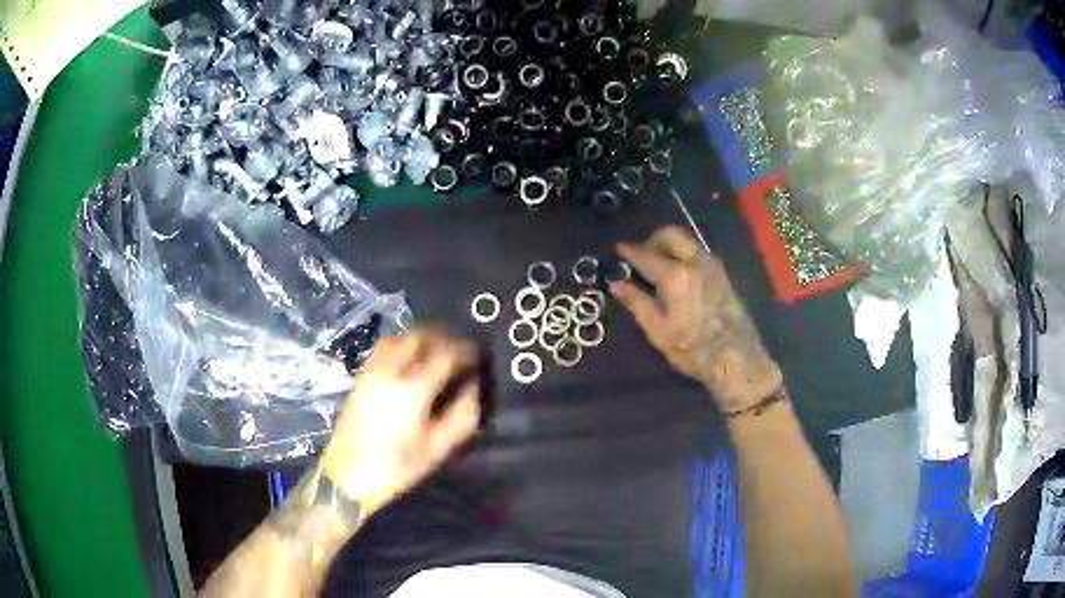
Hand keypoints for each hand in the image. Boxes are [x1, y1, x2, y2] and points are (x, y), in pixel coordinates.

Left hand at [320, 329, 481, 518]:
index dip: (465, 351)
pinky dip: (403, 345)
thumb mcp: (437, 449)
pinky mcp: (360, 377)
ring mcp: (371, 372)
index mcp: (412, 391)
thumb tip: (474, 388)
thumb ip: (462, 415)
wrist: (347, 476)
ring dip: (422, 338)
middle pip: (420, 337)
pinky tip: (411, 360)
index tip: (478, 357)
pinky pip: (384, 348)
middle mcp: (390, 372)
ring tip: (437, 352)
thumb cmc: (396, 468)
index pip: (445, 354)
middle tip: (459, 351)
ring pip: (399, 338)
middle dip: (444, 338)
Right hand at [611, 226, 781, 412]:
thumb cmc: (693, 350)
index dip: (630, 250)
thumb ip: (637, 303)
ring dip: (670, 245)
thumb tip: (616, 284)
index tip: (618, 248)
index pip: (646, 255)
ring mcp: (713, 266)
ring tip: (659, 265)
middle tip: (641, 255)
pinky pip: (699, 252)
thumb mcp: (659, 331)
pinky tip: (679, 274)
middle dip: (653, 239)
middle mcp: (695, 263)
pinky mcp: (723, 274)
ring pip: (687, 241)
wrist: (737, 359)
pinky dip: (684, 253)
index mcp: (676, 276)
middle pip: (671, 235)